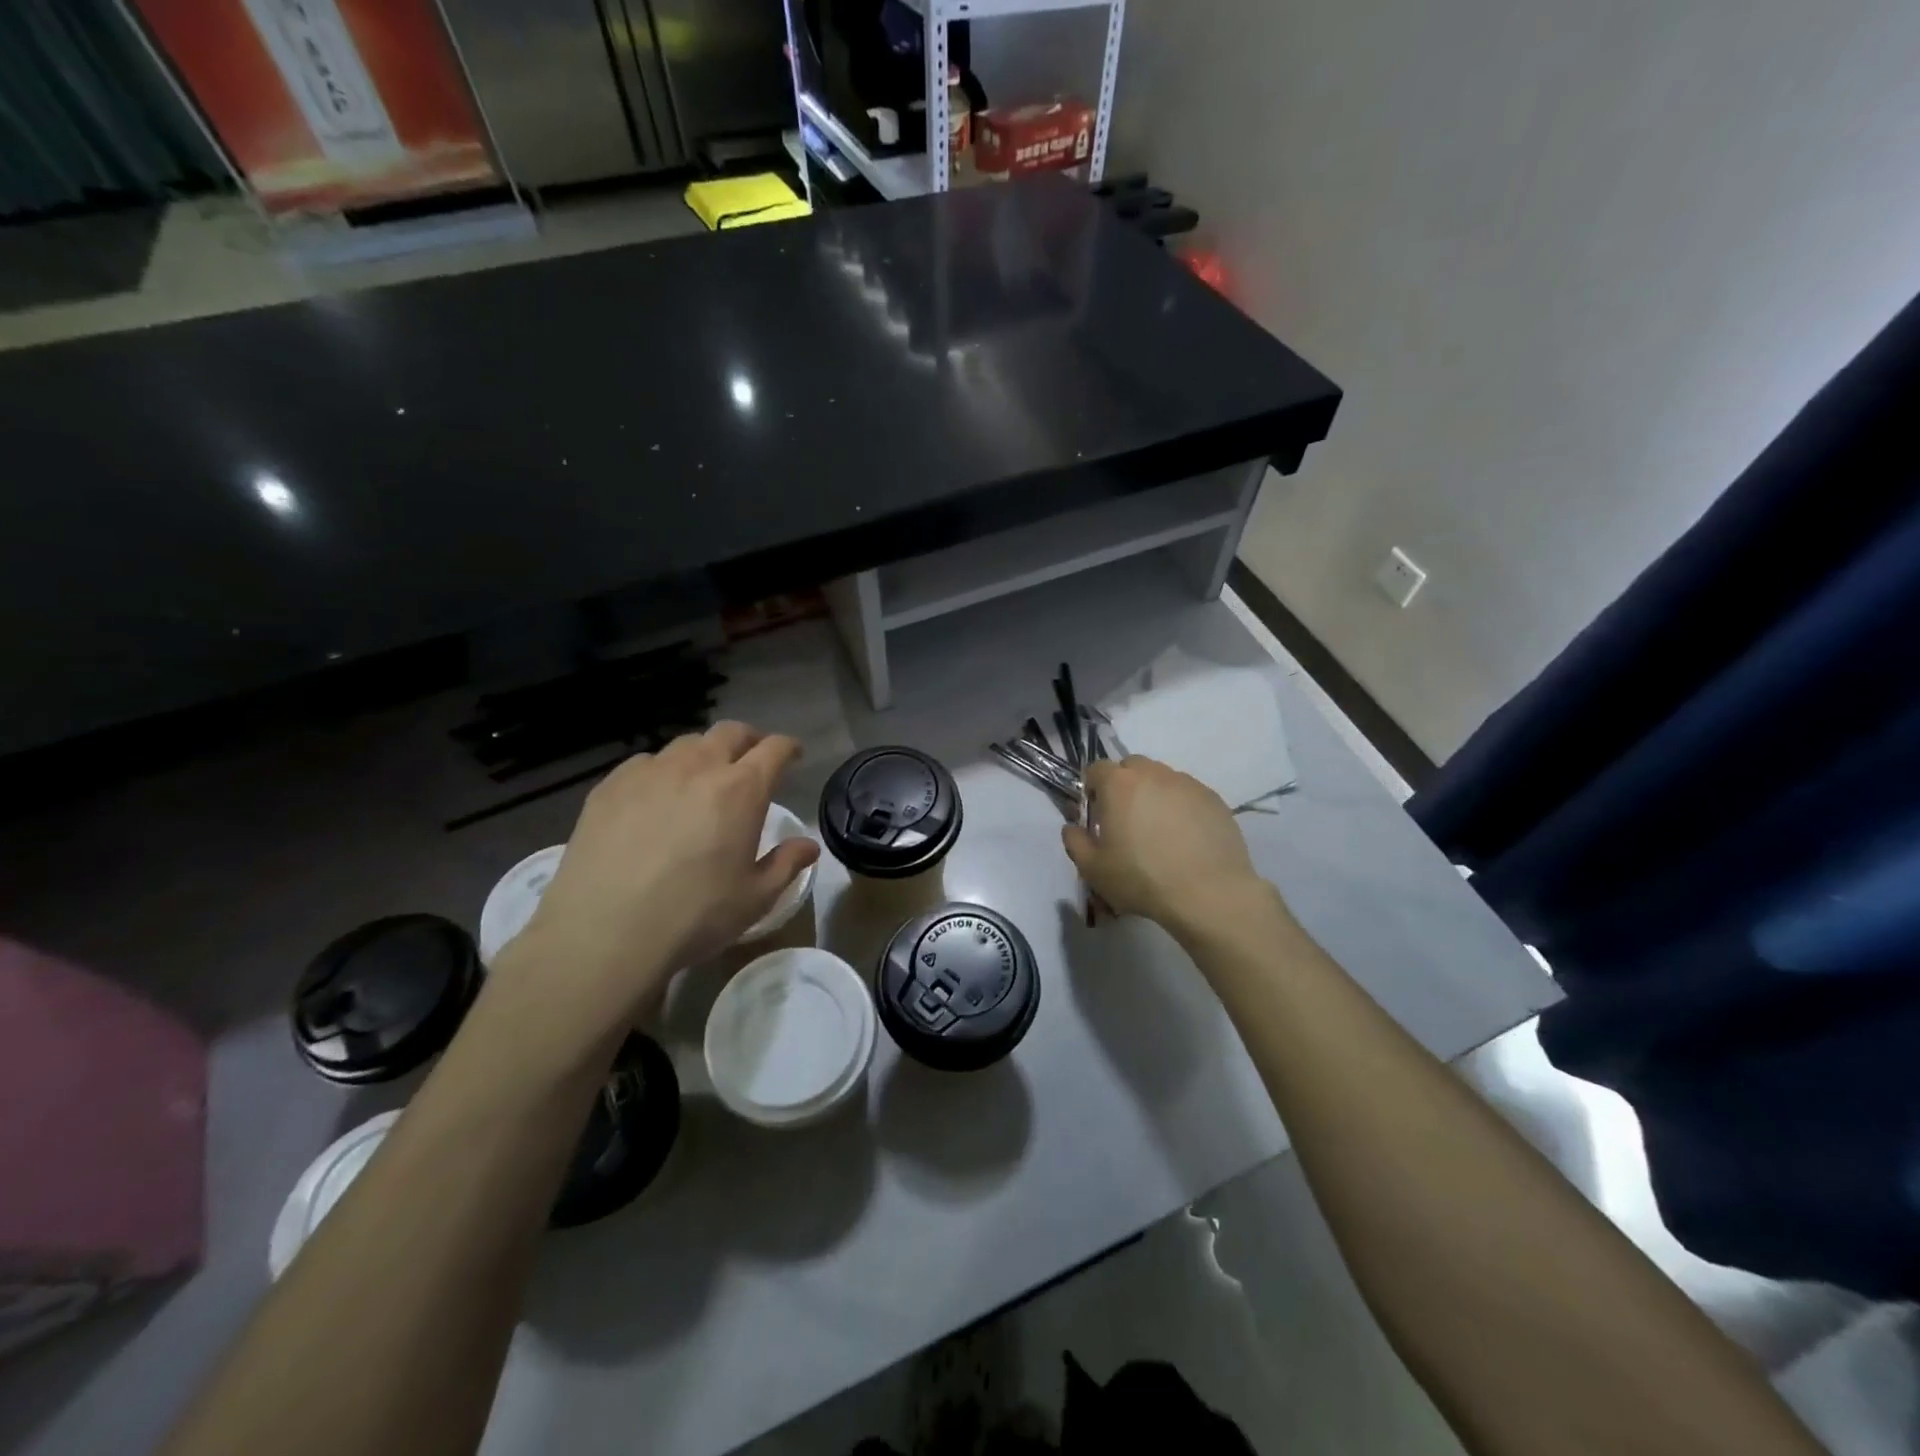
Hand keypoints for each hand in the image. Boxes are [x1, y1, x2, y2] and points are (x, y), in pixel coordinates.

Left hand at [495, 722, 818, 1041]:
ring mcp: (650, 772)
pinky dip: (662, 771)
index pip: (774, 749)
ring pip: (686, 743)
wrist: (603, 932)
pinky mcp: (610, 786)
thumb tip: (809, 845)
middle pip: (730, 732)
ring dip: (705, 754)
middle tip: (751, 760)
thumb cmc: (694, 915)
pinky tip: (655, 799)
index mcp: (741, 790)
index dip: (788, 748)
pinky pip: (645, 763)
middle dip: (749, 740)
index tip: (793, 756)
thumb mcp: (755, 898)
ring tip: (702, 779)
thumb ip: (787, 864)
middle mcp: (698, 767)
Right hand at [1062, 756, 1272, 935]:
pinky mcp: (1214, 799)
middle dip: (1124, 786)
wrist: (1208, 893)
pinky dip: (1182, 808)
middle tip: (1127, 820)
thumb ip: (1075, 842)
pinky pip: (1189, 795)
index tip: (1097, 815)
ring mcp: (1187, 784)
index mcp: (1118, 784)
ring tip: (1160, 831)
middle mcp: (1153, 774)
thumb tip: (1073, 827)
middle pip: (1132, 767)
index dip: (1092, 789)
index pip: (1096, 769)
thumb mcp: (1093, 869)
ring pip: (1163, 779)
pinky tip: (1186, 839)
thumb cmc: (1141, 878)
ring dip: (1154, 795)